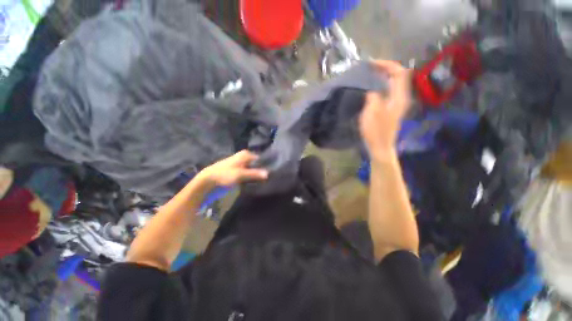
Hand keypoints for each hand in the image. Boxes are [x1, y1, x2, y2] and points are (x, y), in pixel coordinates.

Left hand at [197, 150, 268, 186]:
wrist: (208, 180)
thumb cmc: (224, 174)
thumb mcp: (240, 174)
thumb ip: (254, 173)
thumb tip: (268, 173)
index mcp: (245, 154)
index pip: (260, 158)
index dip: (265, 165)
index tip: (271, 173)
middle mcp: (244, 156)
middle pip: (256, 163)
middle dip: (261, 169)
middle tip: (268, 178)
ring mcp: (240, 163)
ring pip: (252, 168)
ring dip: (256, 174)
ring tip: (263, 181)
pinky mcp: (237, 170)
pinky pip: (247, 172)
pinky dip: (251, 176)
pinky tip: (254, 181)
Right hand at [359, 60, 410, 159]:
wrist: (380, 146)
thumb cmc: (376, 131)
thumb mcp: (372, 112)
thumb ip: (373, 96)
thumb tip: (372, 89)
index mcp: (399, 97)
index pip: (398, 72)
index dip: (386, 64)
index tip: (371, 64)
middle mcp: (401, 97)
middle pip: (398, 76)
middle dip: (385, 68)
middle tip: (369, 67)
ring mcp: (397, 103)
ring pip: (393, 83)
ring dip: (383, 76)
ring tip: (369, 74)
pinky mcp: (391, 109)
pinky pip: (388, 91)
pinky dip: (381, 86)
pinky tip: (371, 88)